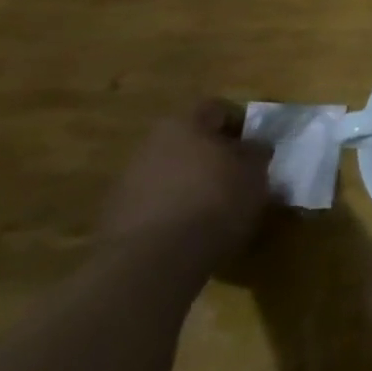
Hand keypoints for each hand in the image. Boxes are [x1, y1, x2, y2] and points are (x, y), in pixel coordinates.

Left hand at [97, 101, 270, 272]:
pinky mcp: (114, 217)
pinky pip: (154, 201)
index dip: (240, 123)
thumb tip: (254, 147)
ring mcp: (126, 181)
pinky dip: (173, 208)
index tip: (257, 145)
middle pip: (189, 140)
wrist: (152, 262)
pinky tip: (191, 229)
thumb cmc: (215, 202)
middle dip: (213, 154)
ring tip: (217, 206)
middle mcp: (149, 145)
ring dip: (192, 182)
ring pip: (170, 171)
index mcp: (184, 125)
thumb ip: (256, 152)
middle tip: (238, 174)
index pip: (216, 108)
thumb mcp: (255, 172)